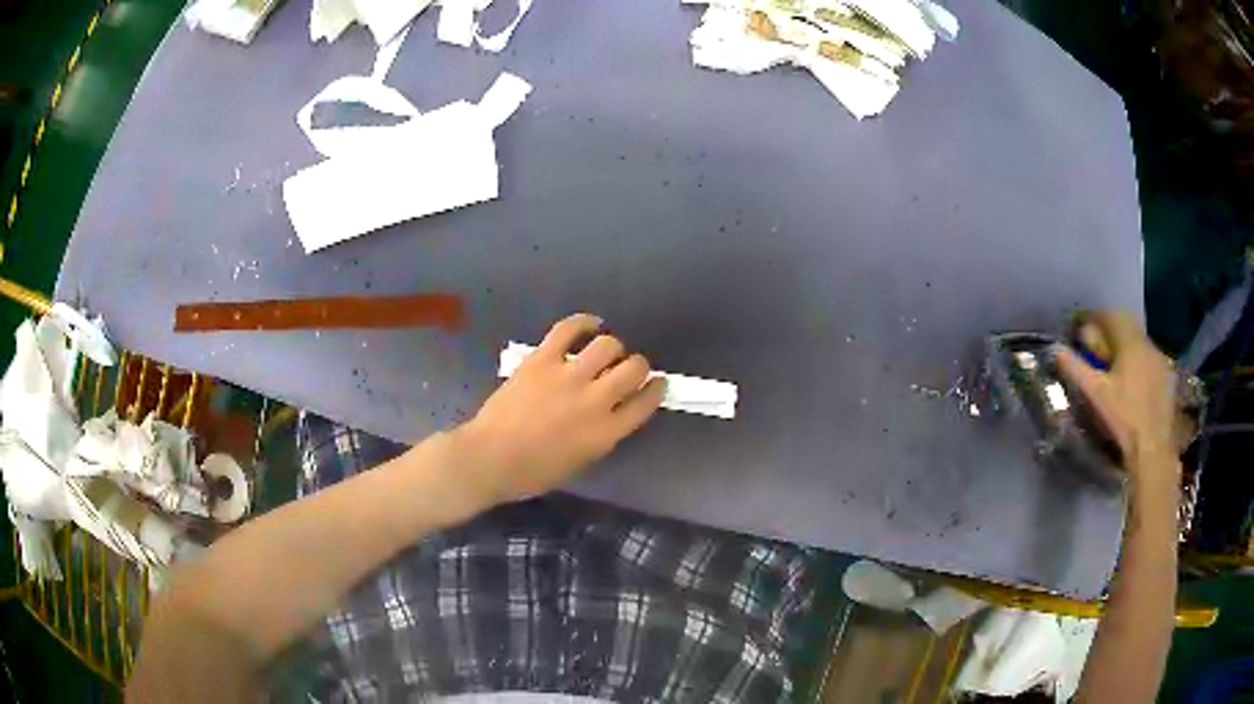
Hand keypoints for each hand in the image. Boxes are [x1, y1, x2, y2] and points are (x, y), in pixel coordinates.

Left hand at [455, 313, 665, 504]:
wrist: (490, 458)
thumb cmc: (533, 472)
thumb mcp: (581, 462)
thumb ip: (603, 435)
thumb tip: (613, 412)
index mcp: (606, 433)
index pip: (646, 402)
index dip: (656, 389)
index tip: (657, 383)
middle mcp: (595, 401)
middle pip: (635, 369)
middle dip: (639, 366)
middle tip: (629, 368)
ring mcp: (568, 376)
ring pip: (608, 345)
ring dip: (613, 347)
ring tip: (605, 352)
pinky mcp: (542, 359)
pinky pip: (569, 329)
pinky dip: (584, 322)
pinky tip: (591, 325)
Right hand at [1054, 311, 1180, 486]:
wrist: (1153, 447)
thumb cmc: (1123, 418)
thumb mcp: (1096, 395)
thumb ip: (1076, 369)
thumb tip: (1056, 349)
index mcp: (1129, 341)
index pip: (1108, 316)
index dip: (1091, 317)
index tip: (1078, 326)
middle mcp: (1146, 342)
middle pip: (1125, 324)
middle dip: (1109, 329)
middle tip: (1095, 344)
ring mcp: (1160, 358)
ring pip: (1138, 340)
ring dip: (1124, 344)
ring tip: (1113, 362)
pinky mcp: (1167, 375)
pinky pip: (1149, 356)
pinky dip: (1137, 359)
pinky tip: (1133, 378)